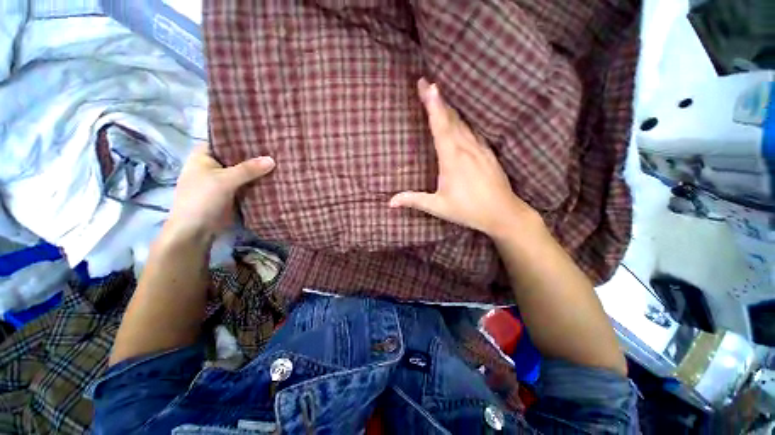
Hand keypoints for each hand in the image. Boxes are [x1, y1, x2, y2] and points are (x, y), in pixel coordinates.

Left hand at [166, 143, 274, 239]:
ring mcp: (225, 180)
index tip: (265, 135)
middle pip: (239, 156)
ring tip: (282, 162)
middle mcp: (215, 165)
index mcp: (205, 155)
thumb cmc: (201, 199)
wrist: (195, 231)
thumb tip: (273, 160)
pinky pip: (249, 184)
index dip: (244, 137)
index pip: (226, 139)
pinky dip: (260, 182)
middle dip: (256, 155)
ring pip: (246, 171)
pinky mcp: (234, 193)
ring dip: (260, 170)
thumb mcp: (224, 180)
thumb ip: (248, 169)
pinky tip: (276, 178)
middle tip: (279, 149)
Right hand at [390, 78, 539, 237]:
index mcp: (452, 159)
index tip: (427, 85)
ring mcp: (480, 149)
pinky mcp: (488, 153)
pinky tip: (461, 121)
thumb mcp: (438, 206)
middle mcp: (466, 148)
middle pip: (451, 119)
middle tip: (426, 84)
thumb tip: (390, 202)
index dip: (433, 105)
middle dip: (438, 100)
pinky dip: (463, 122)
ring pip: (463, 123)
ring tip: (440, 99)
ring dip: (450, 109)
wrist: (503, 213)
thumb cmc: (468, 210)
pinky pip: (473, 132)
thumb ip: (414, 200)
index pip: (440, 126)